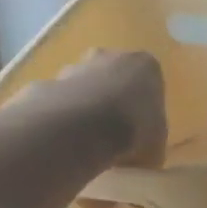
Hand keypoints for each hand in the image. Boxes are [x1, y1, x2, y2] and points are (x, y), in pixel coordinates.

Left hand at [33, 50, 166, 166]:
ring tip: (87, 141)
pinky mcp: (49, 81)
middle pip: (114, 77)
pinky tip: (65, 140)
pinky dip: (62, 117)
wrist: (84, 128)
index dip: (145, 108)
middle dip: (113, 100)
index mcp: (145, 66)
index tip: (141, 130)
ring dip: (85, 107)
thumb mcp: (157, 145)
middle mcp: (111, 56)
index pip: (149, 83)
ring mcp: (76, 66)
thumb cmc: (135, 131)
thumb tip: (142, 150)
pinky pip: (60, 101)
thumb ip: (150, 141)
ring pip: (84, 86)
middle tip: (114, 133)